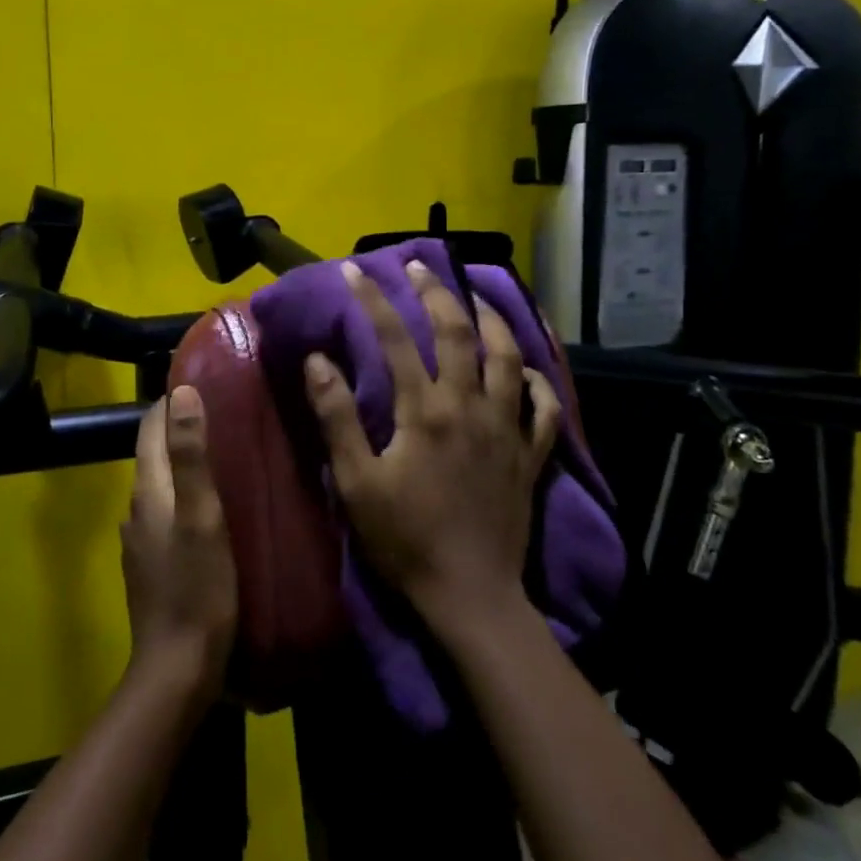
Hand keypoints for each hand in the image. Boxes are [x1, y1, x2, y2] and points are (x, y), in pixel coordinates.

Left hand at [121, 386, 237, 700]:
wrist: (177, 667)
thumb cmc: (197, 587)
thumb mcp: (202, 515)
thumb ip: (191, 455)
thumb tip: (181, 392)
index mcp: (149, 491)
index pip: (149, 430)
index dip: (169, 403)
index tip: (201, 381)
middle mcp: (137, 509)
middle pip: (153, 455)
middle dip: (179, 429)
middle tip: (222, 413)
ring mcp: (142, 541)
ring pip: (161, 485)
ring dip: (183, 464)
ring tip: (223, 454)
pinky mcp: (152, 565)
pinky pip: (166, 513)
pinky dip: (184, 496)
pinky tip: (211, 507)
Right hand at [303, 260, 560, 634]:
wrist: (470, 593)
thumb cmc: (404, 539)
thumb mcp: (357, 481)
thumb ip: (338, 418)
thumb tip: (318, 361)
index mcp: (425, 411)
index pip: (394, 340)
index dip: (373, 301)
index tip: (355, 272)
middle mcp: (470, 406)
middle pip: (457, 333)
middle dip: (437, 293)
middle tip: (421, 267)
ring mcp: (506, 428)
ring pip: (508, 358)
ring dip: (493, 320)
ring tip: (478, 297)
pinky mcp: (530, 455)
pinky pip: (543, 407)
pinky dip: (538, 381)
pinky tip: (528, 369)